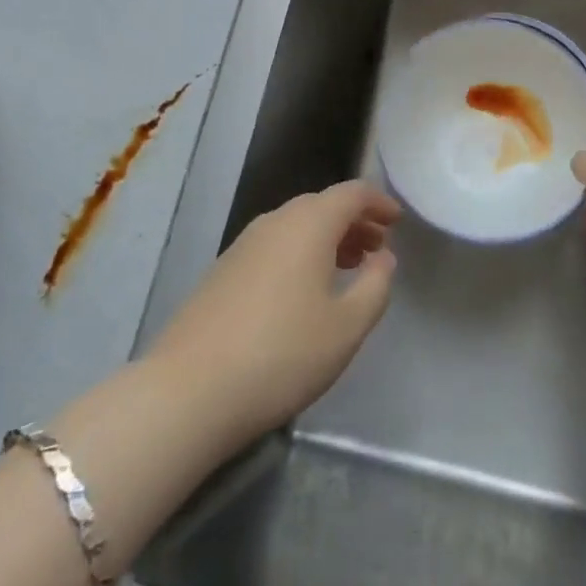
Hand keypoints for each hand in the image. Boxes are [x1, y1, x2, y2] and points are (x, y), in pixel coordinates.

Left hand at [145, 181, 400, 447]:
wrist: (188, 391)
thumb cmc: (281, 354)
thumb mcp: (346, 328)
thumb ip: (375, 286)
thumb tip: (383, 258)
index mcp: (309, 223)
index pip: (351, 193)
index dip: (378, 202)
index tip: (397, 220)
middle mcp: (276, 221)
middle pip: (322, 205)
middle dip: (354, 221)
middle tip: (377, 248)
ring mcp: (244, 244)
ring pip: (296, 225)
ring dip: (326, 238)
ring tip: (347, 267)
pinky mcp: (223, 270)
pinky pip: (274, 245)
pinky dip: (299, 253)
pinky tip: (303, 290)